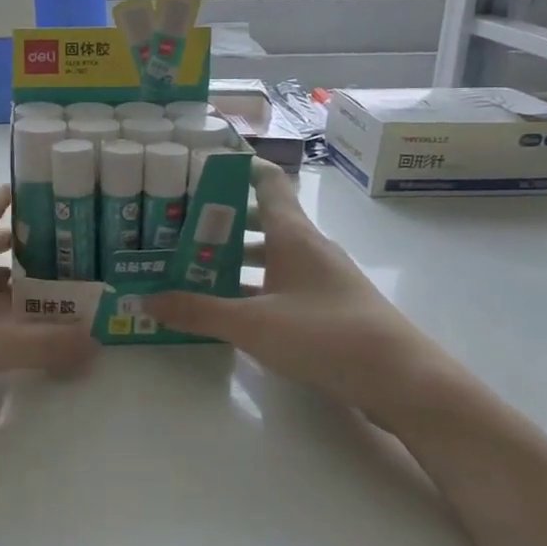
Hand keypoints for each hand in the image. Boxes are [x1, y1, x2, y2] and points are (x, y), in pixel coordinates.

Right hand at [144, 161, 470, 421]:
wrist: (400, 379)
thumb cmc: (324, 334)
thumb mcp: (252, 324)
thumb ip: (198, 311)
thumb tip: (145, 300)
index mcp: (292, 234)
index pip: (265, 181)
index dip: (236, 167)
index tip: (199, 165)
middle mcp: (308, 247)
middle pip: (261, 219)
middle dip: (220, 220)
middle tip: (177, 225)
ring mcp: (321, 277)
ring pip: (270, 254)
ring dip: (235, 257)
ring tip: (193, 265)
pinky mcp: (328, 306)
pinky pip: (281, 283)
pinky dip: (253, 287)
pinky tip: (229, 307)